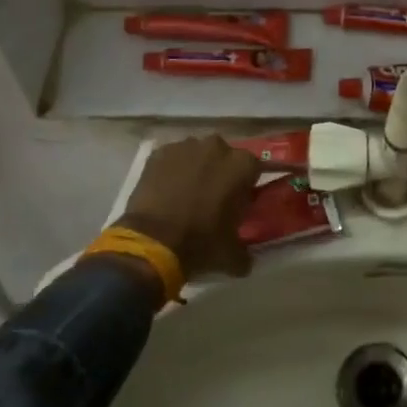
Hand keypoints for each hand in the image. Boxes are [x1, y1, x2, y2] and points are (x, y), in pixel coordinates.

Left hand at [119, 136, 262, 279]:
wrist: (152, 241)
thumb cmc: (201, 243)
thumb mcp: (231, 254)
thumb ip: (245, 252)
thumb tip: (245, 260)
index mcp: (243, 165)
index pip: (254, 169)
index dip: (246, 185)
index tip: (239, 201)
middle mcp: (217, 147)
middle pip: (225, 157)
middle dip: (221, 173)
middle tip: (213, 198)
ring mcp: (186, 146)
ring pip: (197, 154)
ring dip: (196, 168)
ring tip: (186, 194)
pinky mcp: (159, 152)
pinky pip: (172, 158)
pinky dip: (172, 170)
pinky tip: (166, 191)